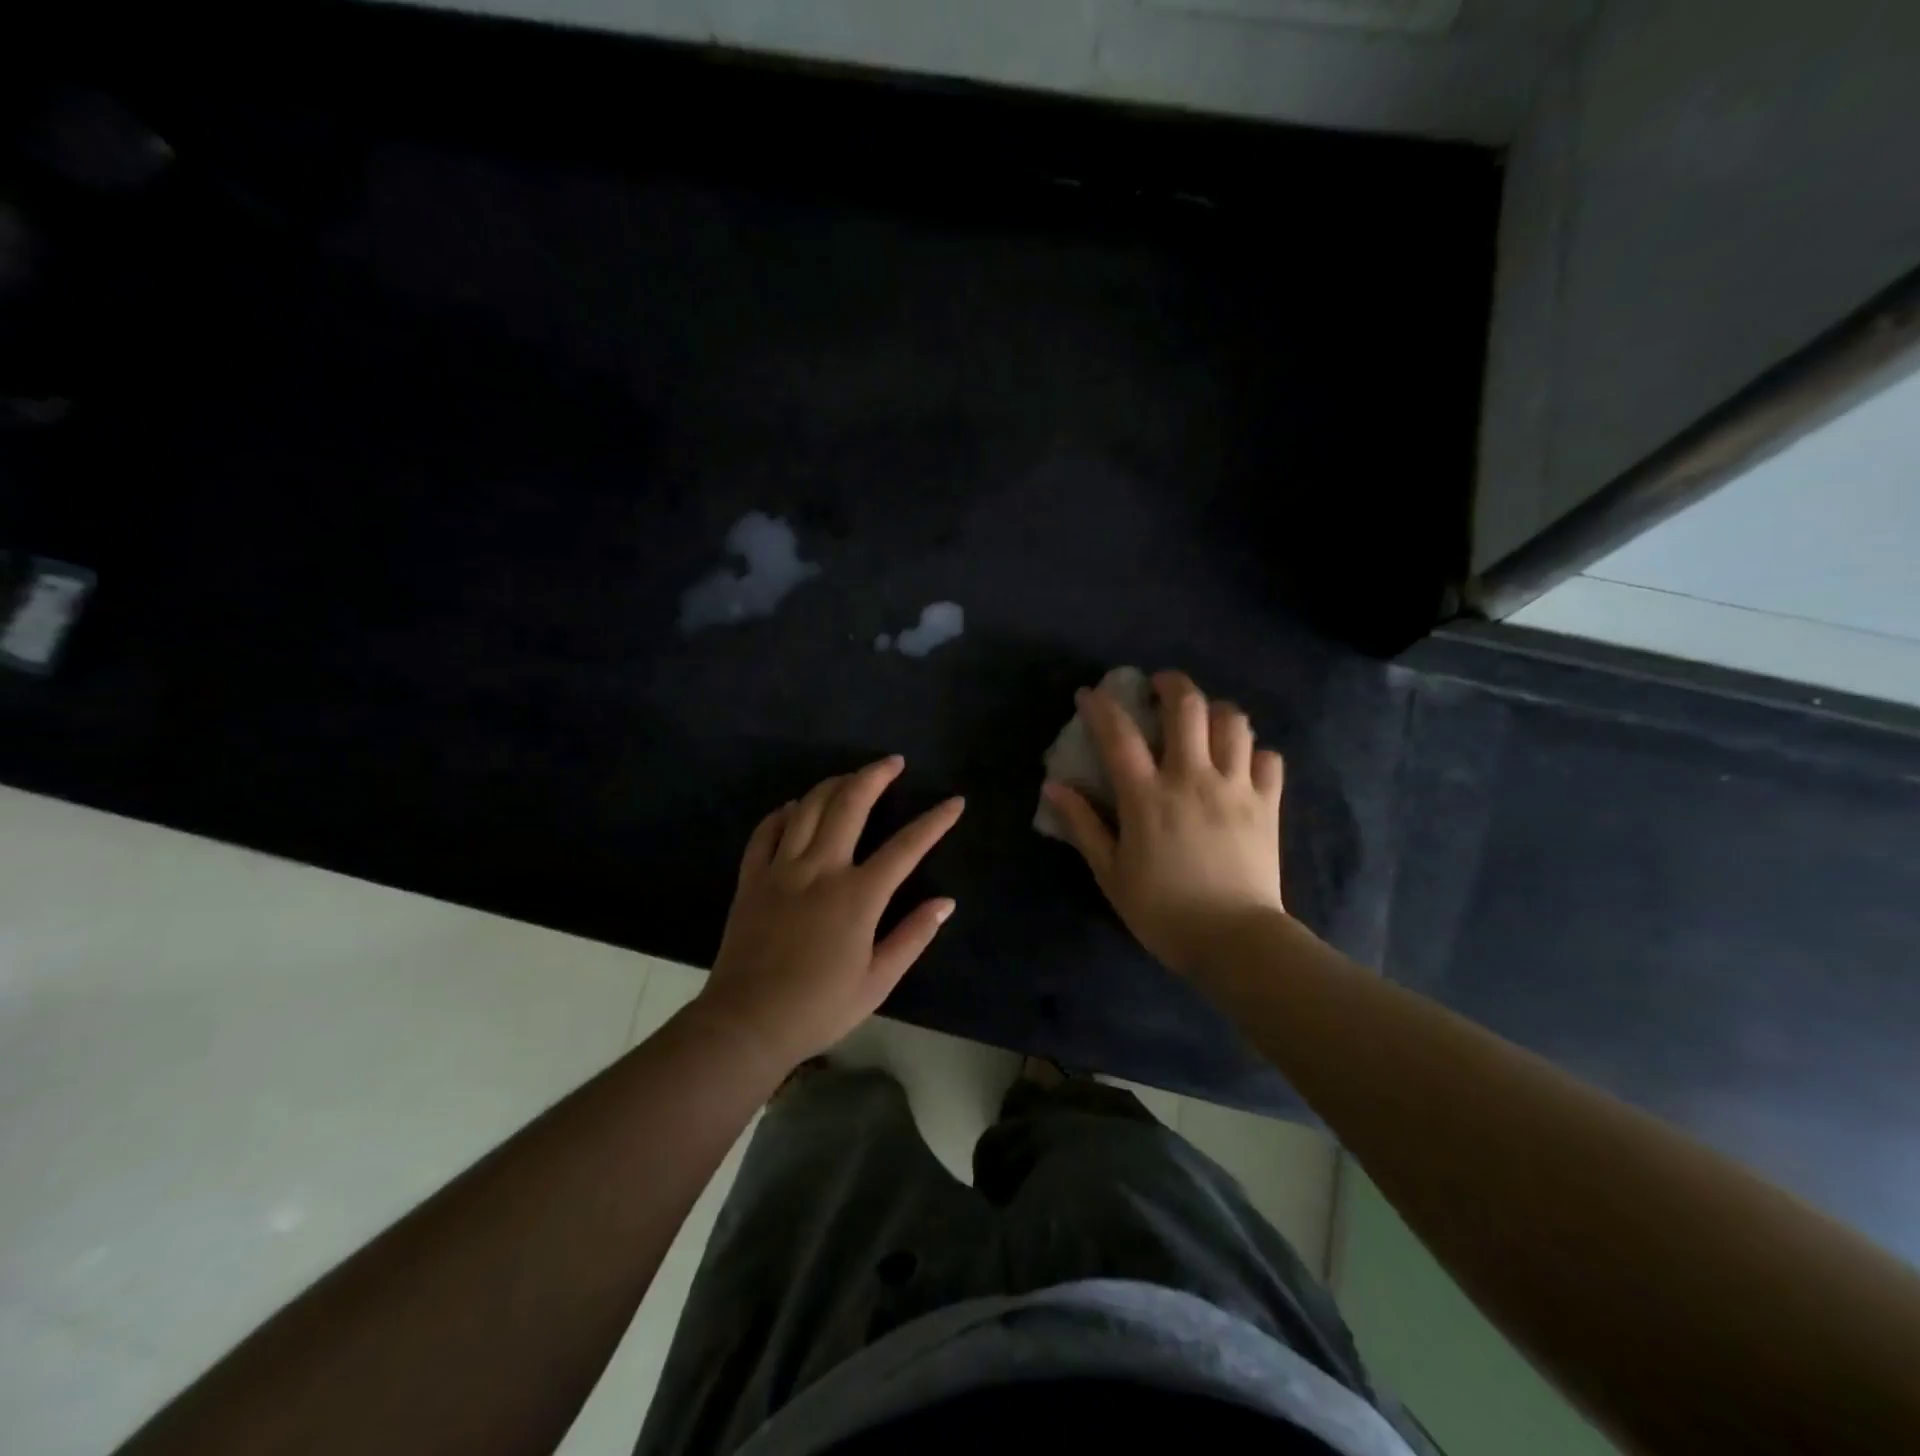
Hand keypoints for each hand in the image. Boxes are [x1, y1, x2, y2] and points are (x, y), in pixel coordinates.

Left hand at [697, 757, 964, 1072]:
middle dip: (875, 775)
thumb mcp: (878, 981)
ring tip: (851, 776)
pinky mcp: (752, 878)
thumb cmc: (819, 1007)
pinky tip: (796, 807)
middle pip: (850, 804)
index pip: (906, 847)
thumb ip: (913, 936)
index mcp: (858, 896)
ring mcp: (781, 869)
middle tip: (894, 762)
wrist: (746, 1024)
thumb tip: (946, 902)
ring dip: (833, 784)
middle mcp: (820, 869)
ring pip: (808, 807)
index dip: (935, 821)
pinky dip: (785, 812)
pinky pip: (767, 830)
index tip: (954, 801)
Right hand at [1043, 670, 1284, 978]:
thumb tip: (1054, 787)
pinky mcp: (1267, 804)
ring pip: (1233, 722)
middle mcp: (1192, 778)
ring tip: (1203, 719)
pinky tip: (1242, 761)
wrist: (1235, 940)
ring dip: (1215, 710)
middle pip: (1188, 707)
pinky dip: (1254, 751)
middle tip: (1159, 686)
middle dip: (1171, 684)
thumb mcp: (1111, 873)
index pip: (1119, 735)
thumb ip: (1083, 825)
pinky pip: (1268, 758)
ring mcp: (1235, 787)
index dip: (1101, 707)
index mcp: (1147, 796)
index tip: (1089, 694)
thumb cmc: (1163, 911)